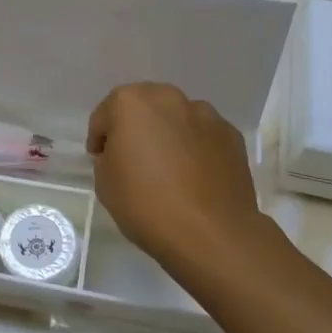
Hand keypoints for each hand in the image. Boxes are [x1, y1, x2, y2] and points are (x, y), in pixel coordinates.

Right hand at [87, 83, 266, 277]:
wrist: (210, 234)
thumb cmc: (146, 204)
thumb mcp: (104, 182)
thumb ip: (109, 156)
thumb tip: (123, 154)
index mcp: (131, 102)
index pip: (105, 115)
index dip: (100, 139)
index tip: (101, 161)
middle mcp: (169, 98)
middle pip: (144, 108)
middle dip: (136, 128)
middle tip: (134, 160)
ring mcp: (206, 115)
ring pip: (177, 119)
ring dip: (169, 135)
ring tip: (169, 170)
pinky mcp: (232, 136)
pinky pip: (203, 137)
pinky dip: (196, 149)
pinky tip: (195, 177)